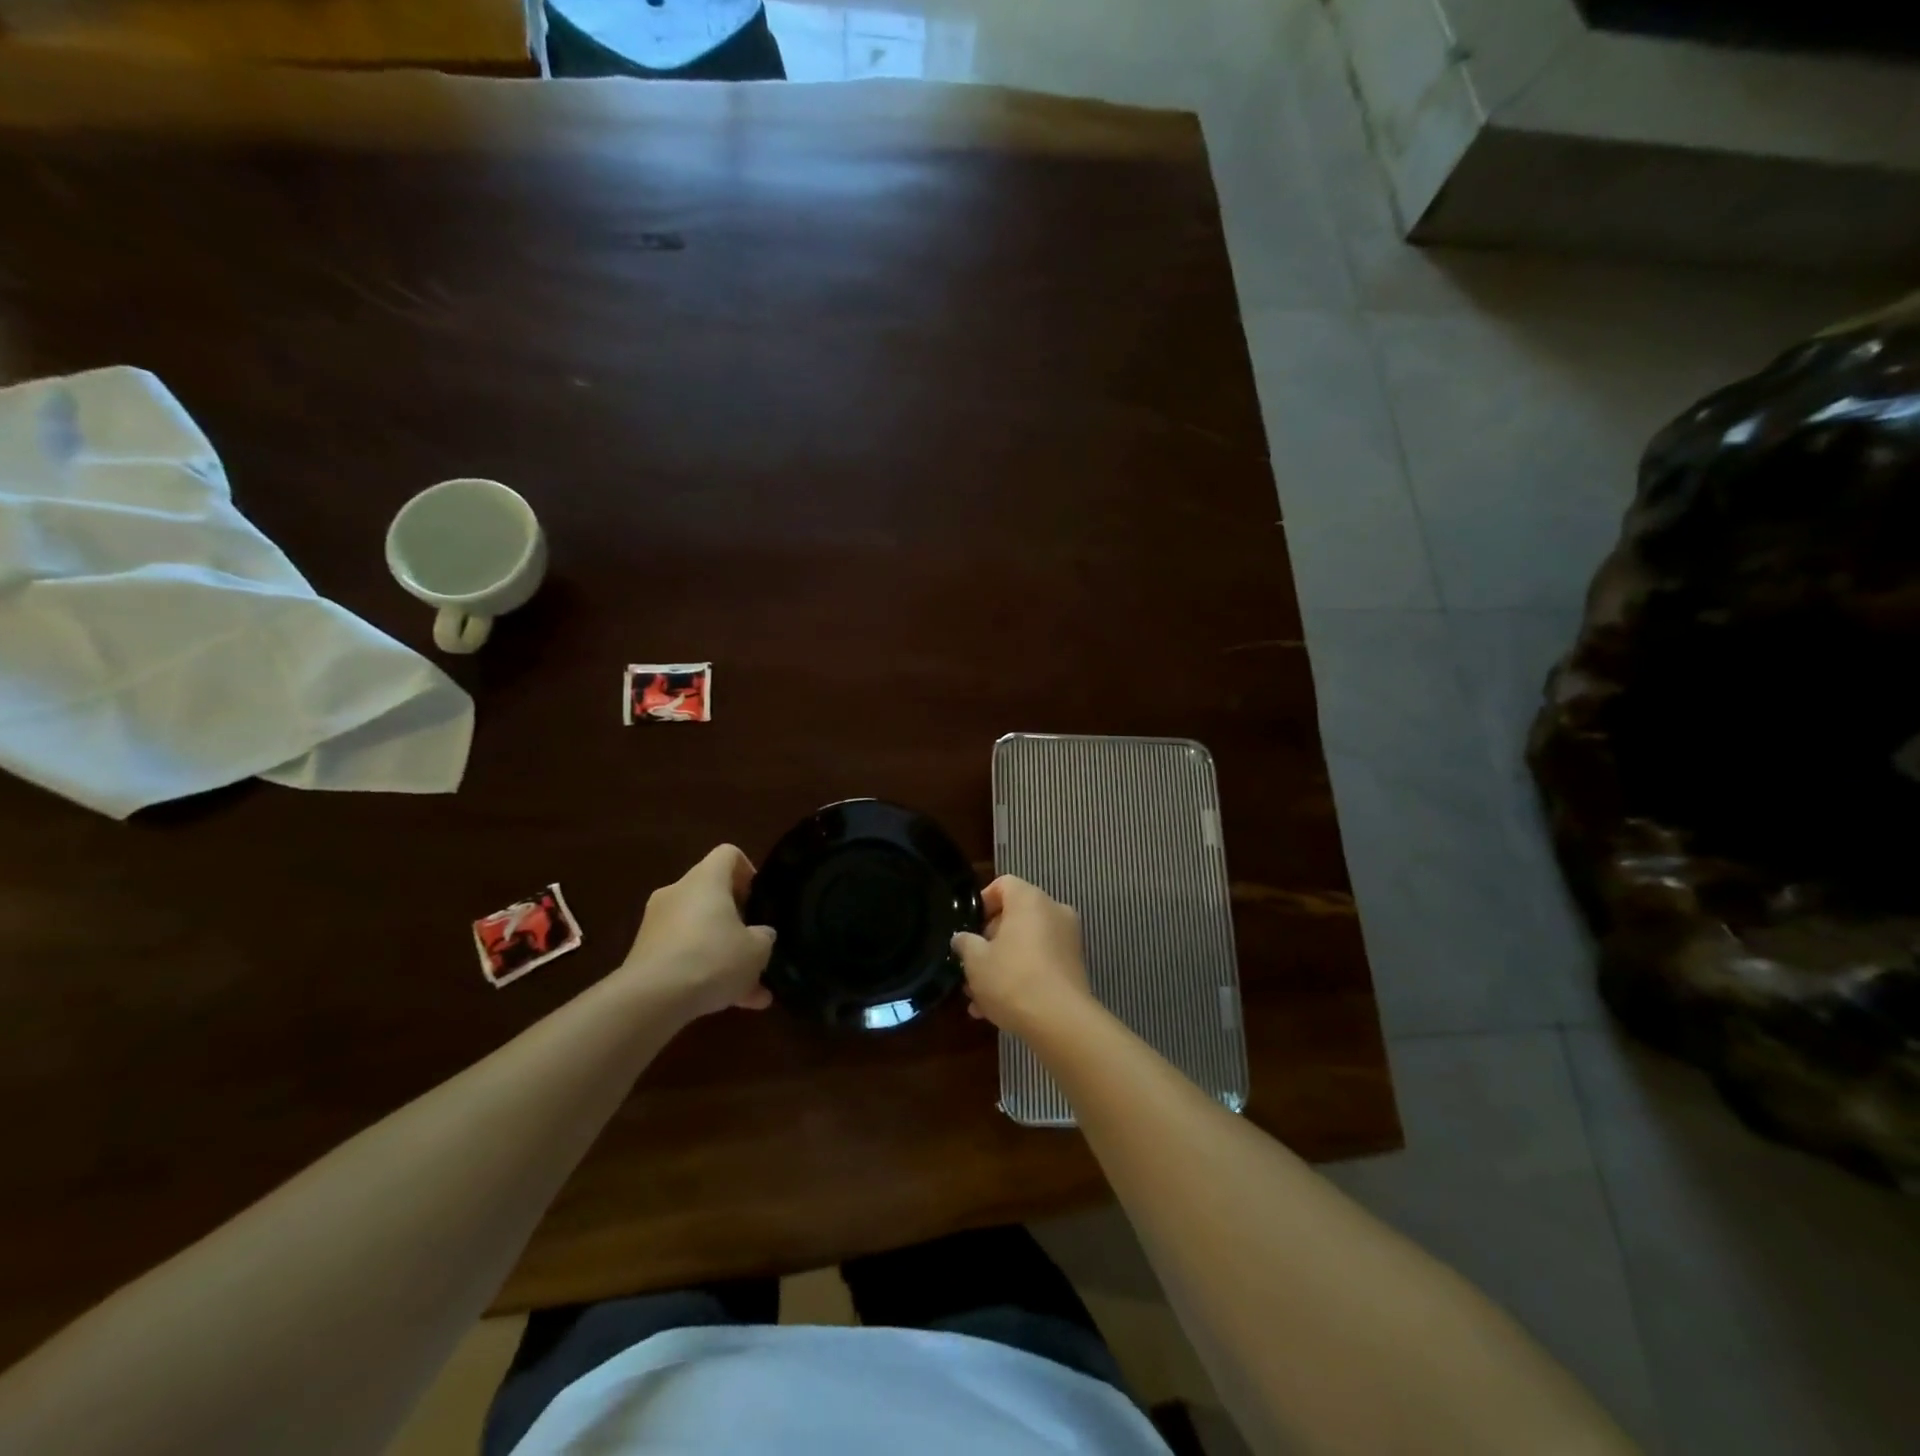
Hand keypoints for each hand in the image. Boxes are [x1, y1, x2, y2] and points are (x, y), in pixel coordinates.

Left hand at [620, 845, 775, 1017]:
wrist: (651, 999)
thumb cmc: (712, 958)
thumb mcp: (757, 951)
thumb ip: (764, 937)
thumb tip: (760, 935)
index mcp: (706, 879)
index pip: (728, 854)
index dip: (748, 871)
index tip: (758, 900)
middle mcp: (677, 892)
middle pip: (712, 895)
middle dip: (736, 921)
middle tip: (754, 946)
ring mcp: (656, 924)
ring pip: (700, 931)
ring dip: (723, 953)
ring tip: (749, 988)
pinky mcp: (644, 954)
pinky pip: (683, 956)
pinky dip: (703, 973)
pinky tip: (727, 1003)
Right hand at [952, 875, 1094, 1035]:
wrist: (1061, 1022)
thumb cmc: (1012, 979)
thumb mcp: (975, 961)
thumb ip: (965, 943)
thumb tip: (963, 938)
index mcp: (1030, 900)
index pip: (1003, 884)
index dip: (982, 903)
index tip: (968, 928)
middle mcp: (1053, 912)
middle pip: (1014, 916)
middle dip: (989, 942)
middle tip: (970, 967)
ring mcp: (1067, 940)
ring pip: (1025, 944)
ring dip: (1001, 965)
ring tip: (977, 997)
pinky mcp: (1073, 967)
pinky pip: (1040, 963)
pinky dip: (1020, 977)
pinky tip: (996, 1010)